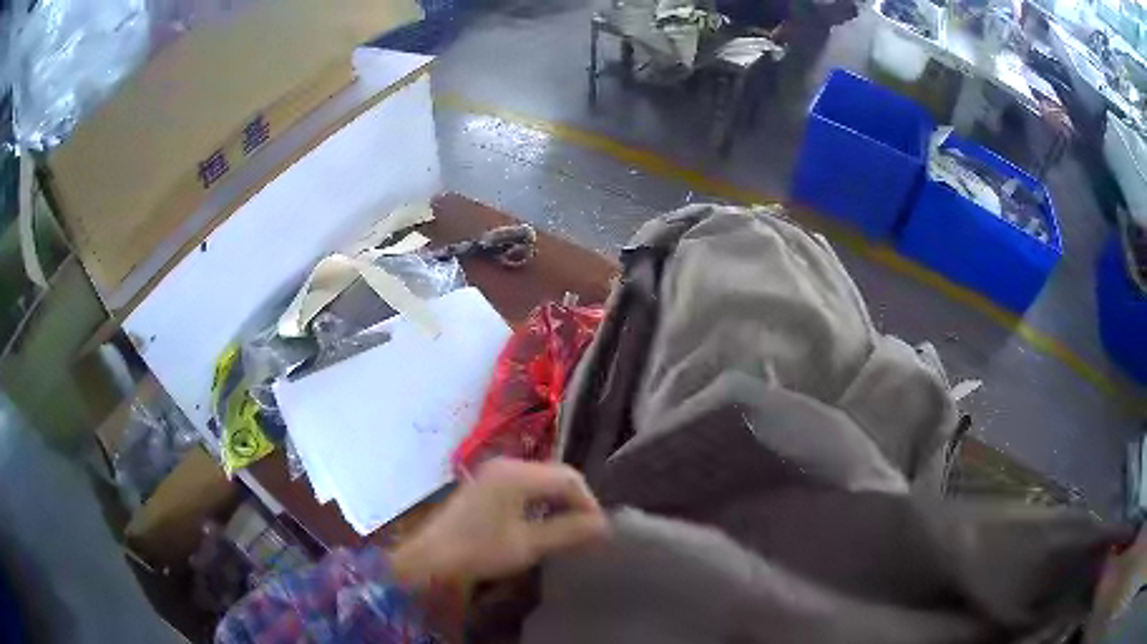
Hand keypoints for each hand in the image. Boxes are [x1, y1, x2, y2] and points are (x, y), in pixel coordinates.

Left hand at [390, 459, 608, 587]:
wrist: (429, 557)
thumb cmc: (478, 551)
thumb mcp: (528, 545)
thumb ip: (568, 532)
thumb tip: (604, 526)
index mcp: (517, 474)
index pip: (570, 478)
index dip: (590, 503)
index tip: (599, 532)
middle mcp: (508, 464)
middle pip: (557, 474)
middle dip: (577, 501)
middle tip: (588, 531)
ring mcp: (495, 472)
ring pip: (542, 479)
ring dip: (560, 501)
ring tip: (571, 529)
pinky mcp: (487, 483)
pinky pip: (527, 484)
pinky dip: (542, 501)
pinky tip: (543, 522)